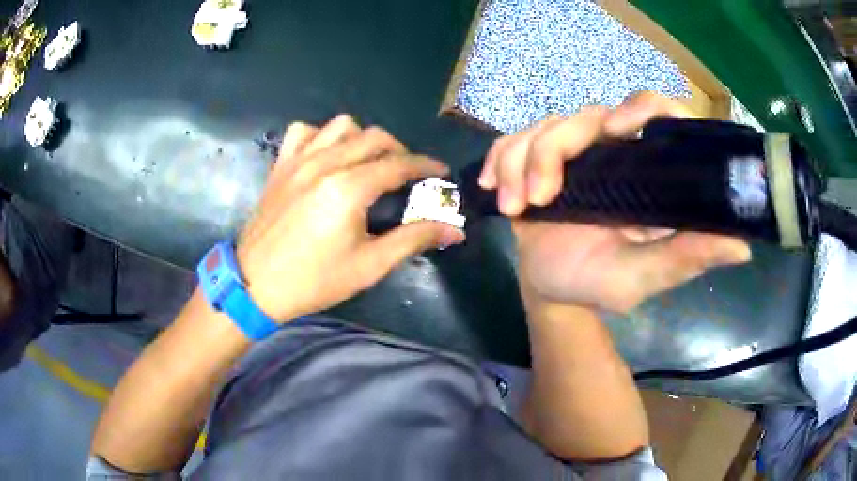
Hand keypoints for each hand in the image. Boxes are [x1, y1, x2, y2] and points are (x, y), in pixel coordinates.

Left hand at [237, 115, 464, 321]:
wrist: (255, 285)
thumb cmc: (314, 280)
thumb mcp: (369, 265)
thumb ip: (414, 239)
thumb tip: (455, 230)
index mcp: (349, 188)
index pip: (399, 163)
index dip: (426, 165)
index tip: (440, 171)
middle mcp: (324, 163)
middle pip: (375, 137)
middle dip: (399, 150)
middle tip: (406, 174)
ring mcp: (298, 160)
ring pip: (341, 126)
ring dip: (362, 139)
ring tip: (367, 162)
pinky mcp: (280, 165)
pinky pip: (303, 132)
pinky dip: (321, 136)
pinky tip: (326, 156)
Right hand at [479, 92, 751, 312]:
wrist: (549, 291)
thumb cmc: (596, 284)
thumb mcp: (642, 277)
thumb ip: (685, 259)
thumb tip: (744, 247)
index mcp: (646, 173)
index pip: (656, 113)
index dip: (641, 107)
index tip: (618, 127)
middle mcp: (613, 152)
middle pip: (585, 116)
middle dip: (553, 151)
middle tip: (539, 198)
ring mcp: (574, 153)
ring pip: (544, 127)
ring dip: (522, 163)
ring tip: (517, 209)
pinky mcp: (537, 158)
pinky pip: (513, 140)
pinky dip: (500, 161)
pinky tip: (496, 189)